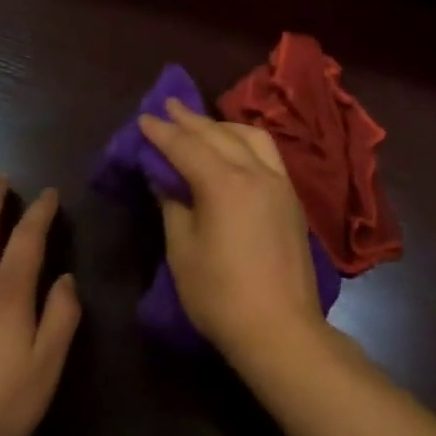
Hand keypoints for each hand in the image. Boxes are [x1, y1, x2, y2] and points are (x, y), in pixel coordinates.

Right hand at [137, 98, 326, 364]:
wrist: (281, 330)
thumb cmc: (221, 295)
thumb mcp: (183, 251)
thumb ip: (173, 206)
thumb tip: (163, 177)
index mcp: (224, 183)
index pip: (186, 146)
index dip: (162, 132)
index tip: (144, 118)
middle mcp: (255, 172)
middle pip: (218, 134)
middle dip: (190, 119)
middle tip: (168, 105)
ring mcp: (279, 182)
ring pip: (250, 136)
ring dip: (222, 125)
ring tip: (201, 125)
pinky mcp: (291, 198)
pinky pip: (267, 152)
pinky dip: (245, 140)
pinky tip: (235, 148)